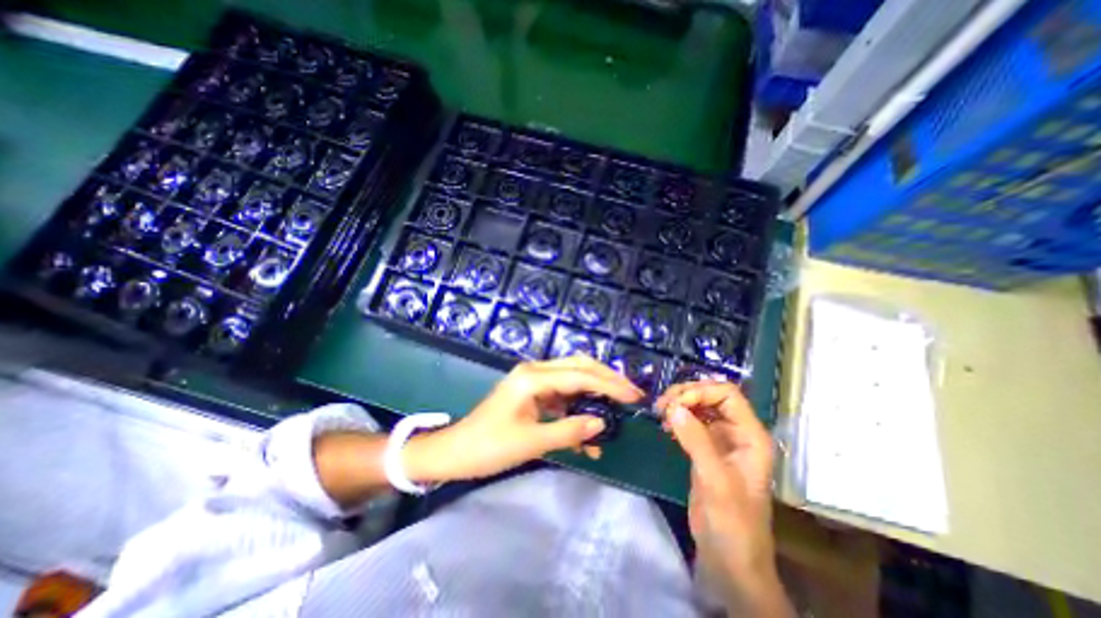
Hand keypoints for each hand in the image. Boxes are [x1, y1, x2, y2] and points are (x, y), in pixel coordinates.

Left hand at [403, 358, 646, 482]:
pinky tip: (586, 435)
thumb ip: (569, 431)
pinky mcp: (533, 394)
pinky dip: (577, 411)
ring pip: (573, 380)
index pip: (580, 375)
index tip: (634, 397)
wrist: (455, 452)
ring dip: (593, 397)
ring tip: (615, 415)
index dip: (610, 385)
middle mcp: (536, 371)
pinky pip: (562, 396)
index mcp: (533, 376)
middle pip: (579, 366)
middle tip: (631, 395)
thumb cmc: (488, 446)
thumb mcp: (531, 441)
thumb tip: (602, 424)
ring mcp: (534, 381)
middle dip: (607, 379)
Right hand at [652, 381, 791, 611]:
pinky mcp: (705, 449)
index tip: (676, 404)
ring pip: (699, 407)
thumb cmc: (732, 522)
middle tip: (662, 405)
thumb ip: (696, 441)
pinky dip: (677, 418)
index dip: (701, 392)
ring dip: (679, 404)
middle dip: (686, 395)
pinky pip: (690, 422)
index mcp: (750, 435)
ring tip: (660, 413)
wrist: (729, 559)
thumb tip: (674, 408)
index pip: (728, 394)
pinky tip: (665, 425)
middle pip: (711, 396)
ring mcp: (720, 440)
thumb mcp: (716, 480)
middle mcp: (737, 432)